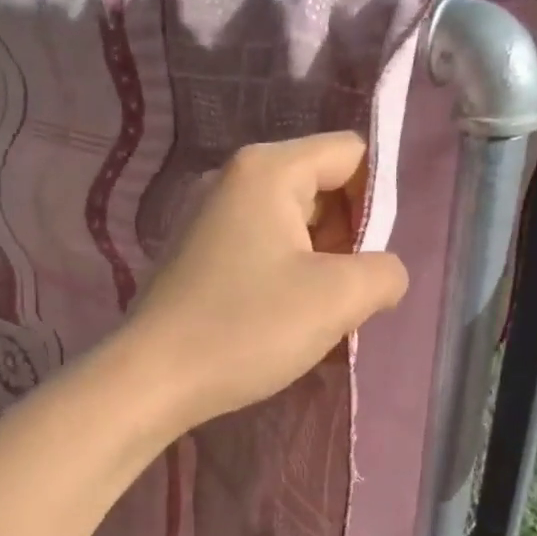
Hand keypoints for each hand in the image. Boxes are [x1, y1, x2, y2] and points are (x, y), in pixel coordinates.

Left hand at [127, 133, 409, 427]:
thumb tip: (384, 274)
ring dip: (317, 263)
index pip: (351, 155)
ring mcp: (206, 215)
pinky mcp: (194, 252)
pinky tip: (279, 318)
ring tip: (316, 314)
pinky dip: (283, 274)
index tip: (372, 259)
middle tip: (346, 295)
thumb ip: (384, 272)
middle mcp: (231, 178)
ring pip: (290, 222)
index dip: (377, 201)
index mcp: (267, 169)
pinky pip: (259, 246)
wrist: (152, 380)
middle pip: (320, 187)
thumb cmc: (247, 328)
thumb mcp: (337, 299)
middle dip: (346, 238)